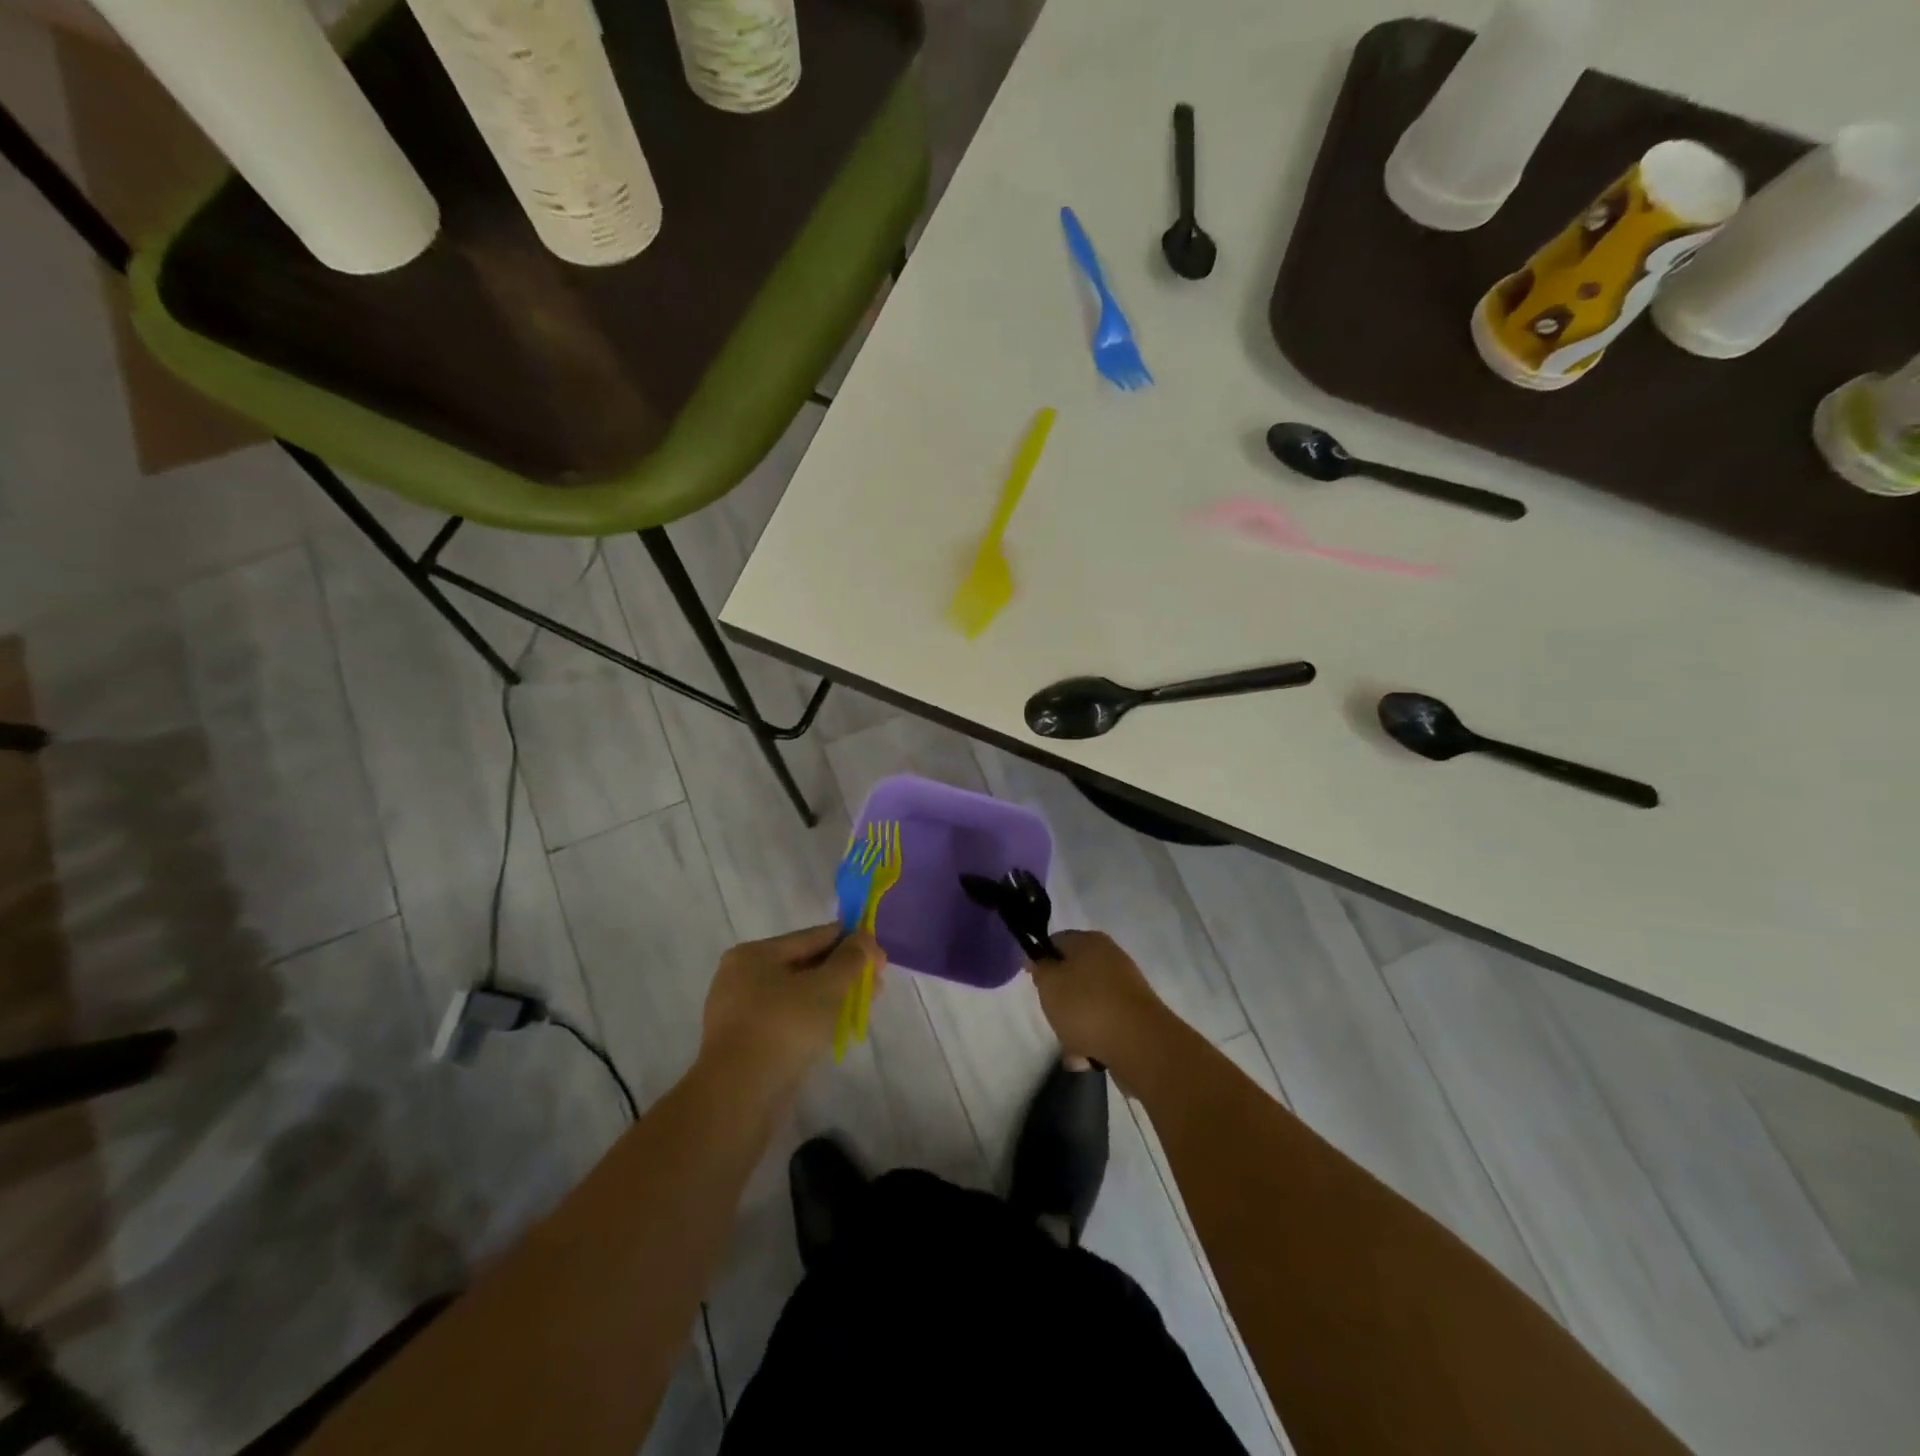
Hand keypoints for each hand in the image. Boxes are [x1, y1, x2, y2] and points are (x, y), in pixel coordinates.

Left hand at [701, 924, 883, 1089]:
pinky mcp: (746, 1044)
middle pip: (805, 966)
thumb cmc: (784, 1027)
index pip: (812, 937)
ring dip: (832, 997)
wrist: (739, 1096)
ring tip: (863, 1006)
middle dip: (843, 972)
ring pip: (798, 995)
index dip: (850, 941)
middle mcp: (742, 977)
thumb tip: (864, 938)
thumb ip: (850, 958)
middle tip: (876, 983)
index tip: (879, 953)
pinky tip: (838, 1028)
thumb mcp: (826, 986)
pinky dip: (814, 1019)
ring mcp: (741, 1013)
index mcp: (754, 954)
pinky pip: (788, 1020)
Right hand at [1027, 930, 1168, 1068]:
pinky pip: (1105, 1024)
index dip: (1041, 960)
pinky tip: (1090, 1057)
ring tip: (1073, 1047)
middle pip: (1072, 976)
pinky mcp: (1135, 1016)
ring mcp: (1126, 988)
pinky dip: (1095, 1039)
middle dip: (1060, 1001)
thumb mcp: (1050, 983)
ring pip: (1087, 1004)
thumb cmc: (1086, 1006)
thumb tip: (1040, 959)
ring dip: (1075, 1026)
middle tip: (1053, 1017)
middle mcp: (1110, 958)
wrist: (1140, 1044)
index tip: (1035, 984)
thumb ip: (1040, 968)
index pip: (1056, 941)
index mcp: (1090, 941)